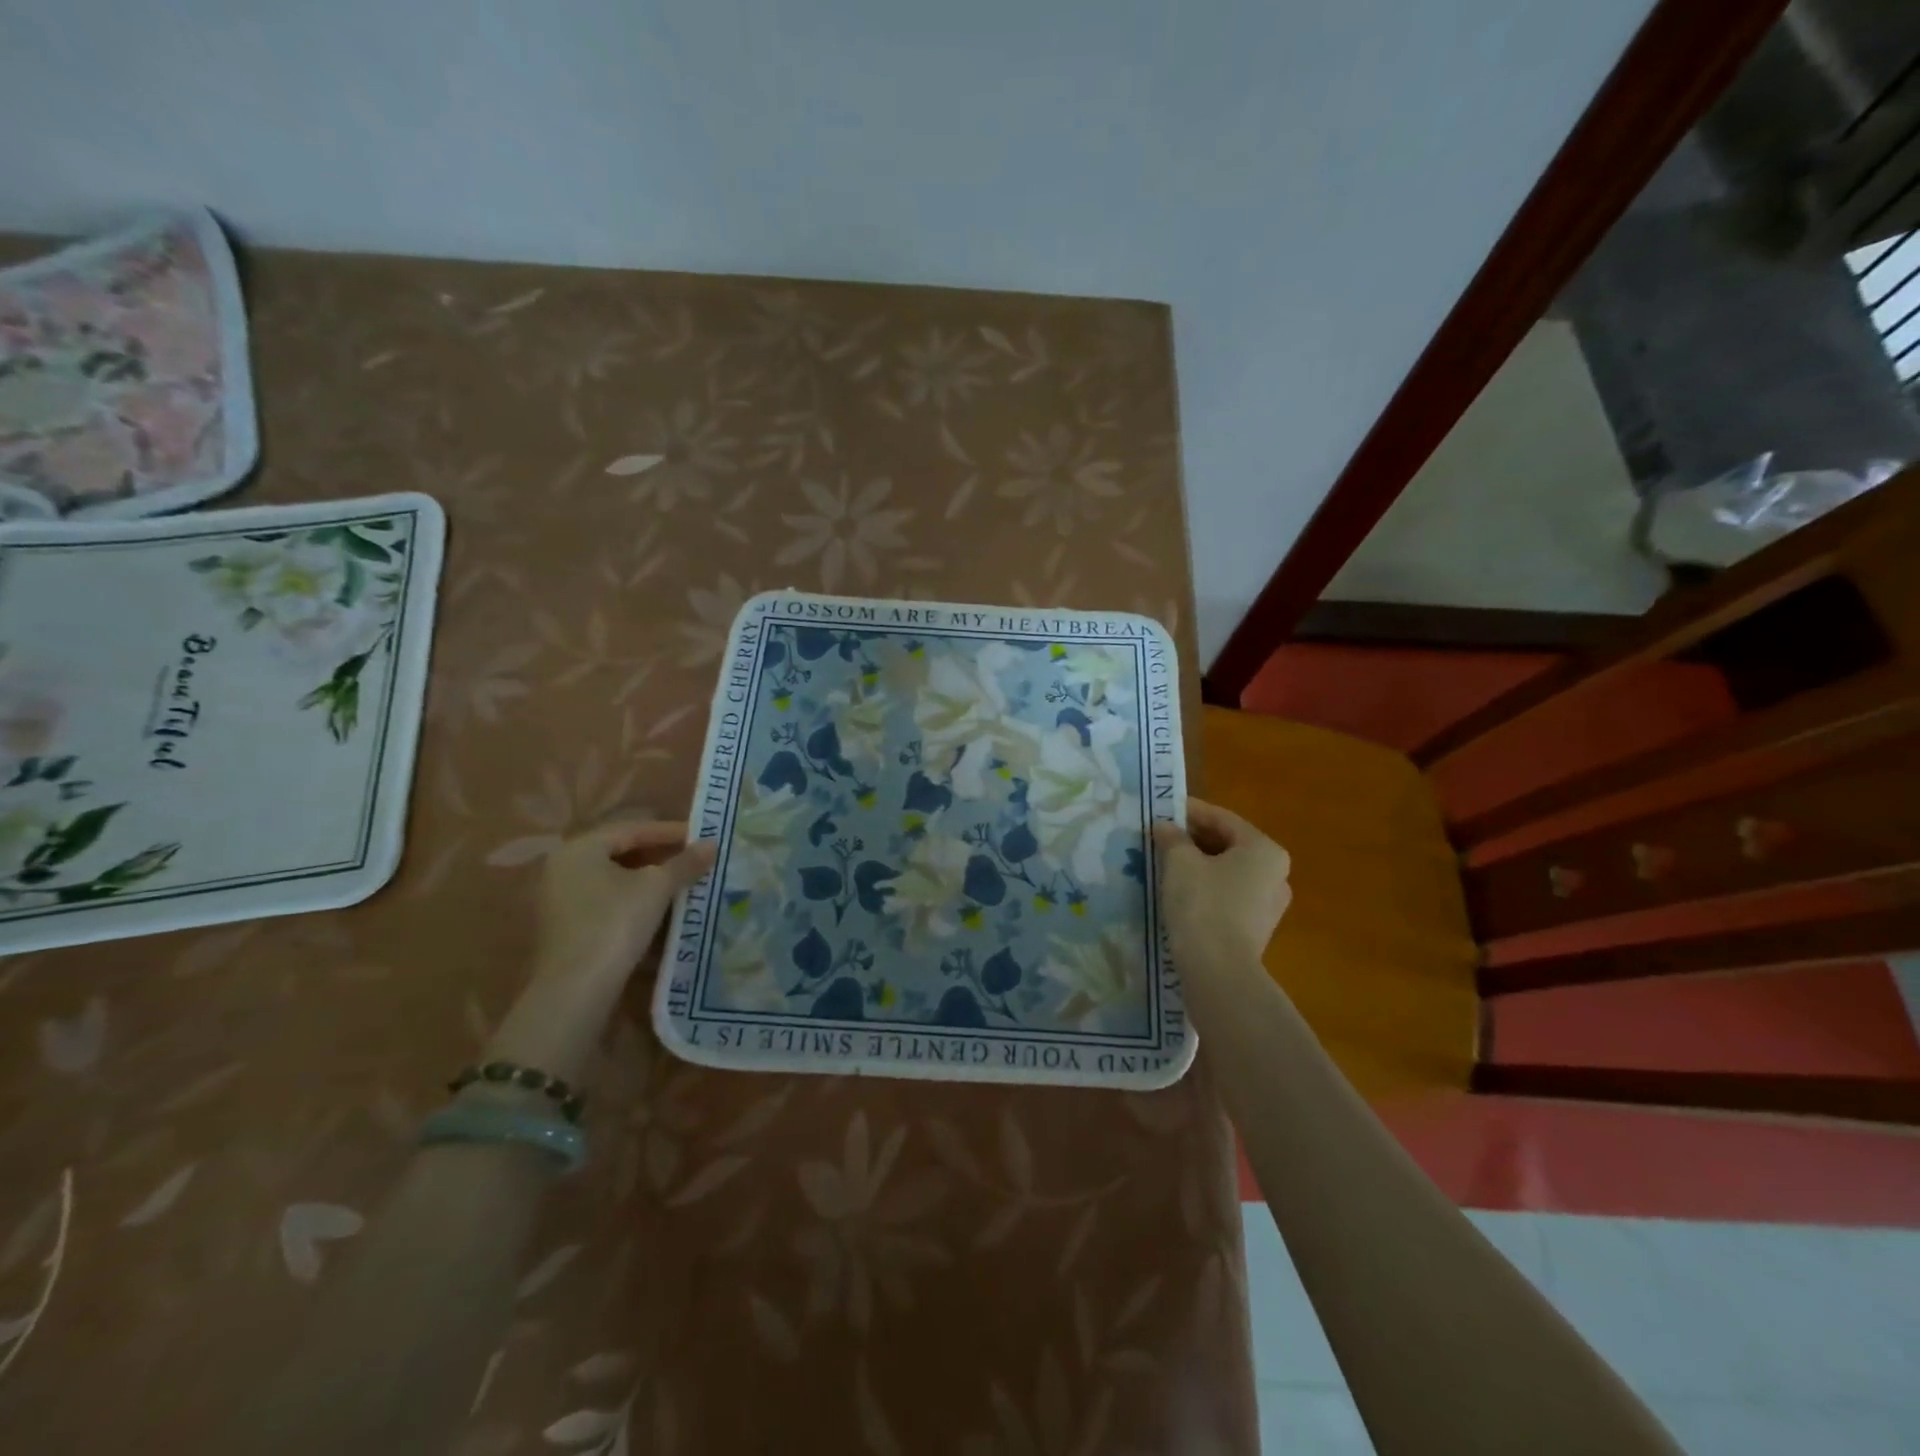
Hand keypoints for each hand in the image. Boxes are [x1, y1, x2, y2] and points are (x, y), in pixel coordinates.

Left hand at [487, 821, 714, 1081]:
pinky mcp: (566, 927)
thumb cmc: (614, 924)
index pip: (632, 829)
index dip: (670, 832)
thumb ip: (684, 863)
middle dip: (660, 856)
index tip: (701, 837)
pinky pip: (606, 901)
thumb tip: (712, 845)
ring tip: (683, 883)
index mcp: (579, 849)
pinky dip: (634, 900)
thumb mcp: (656, 888)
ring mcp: (560, 900)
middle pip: (621, 852)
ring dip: (649, 879)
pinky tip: (661, 909)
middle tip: (694, 859)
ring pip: (615, 879)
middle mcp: (563, 868)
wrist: (576, 990)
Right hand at [1153, 798, 1291, 971]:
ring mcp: (1269, 904)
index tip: (1163, 809)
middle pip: (1228, 844)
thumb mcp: (1180, 862)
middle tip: (1161, 836)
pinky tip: (1179, 890)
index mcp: (1264, 850)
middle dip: (1193, 838)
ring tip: (1165, 862)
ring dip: (1198, 863)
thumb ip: (1172, 838)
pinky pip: (1228, 895)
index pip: (1223, 819)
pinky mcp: (1255, 929)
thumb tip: (1164, 826)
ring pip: (1227, 871)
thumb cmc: (1203, 904)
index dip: (1190, 811)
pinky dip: (1205, 887)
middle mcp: (1276, 874)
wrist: (1218, 970)